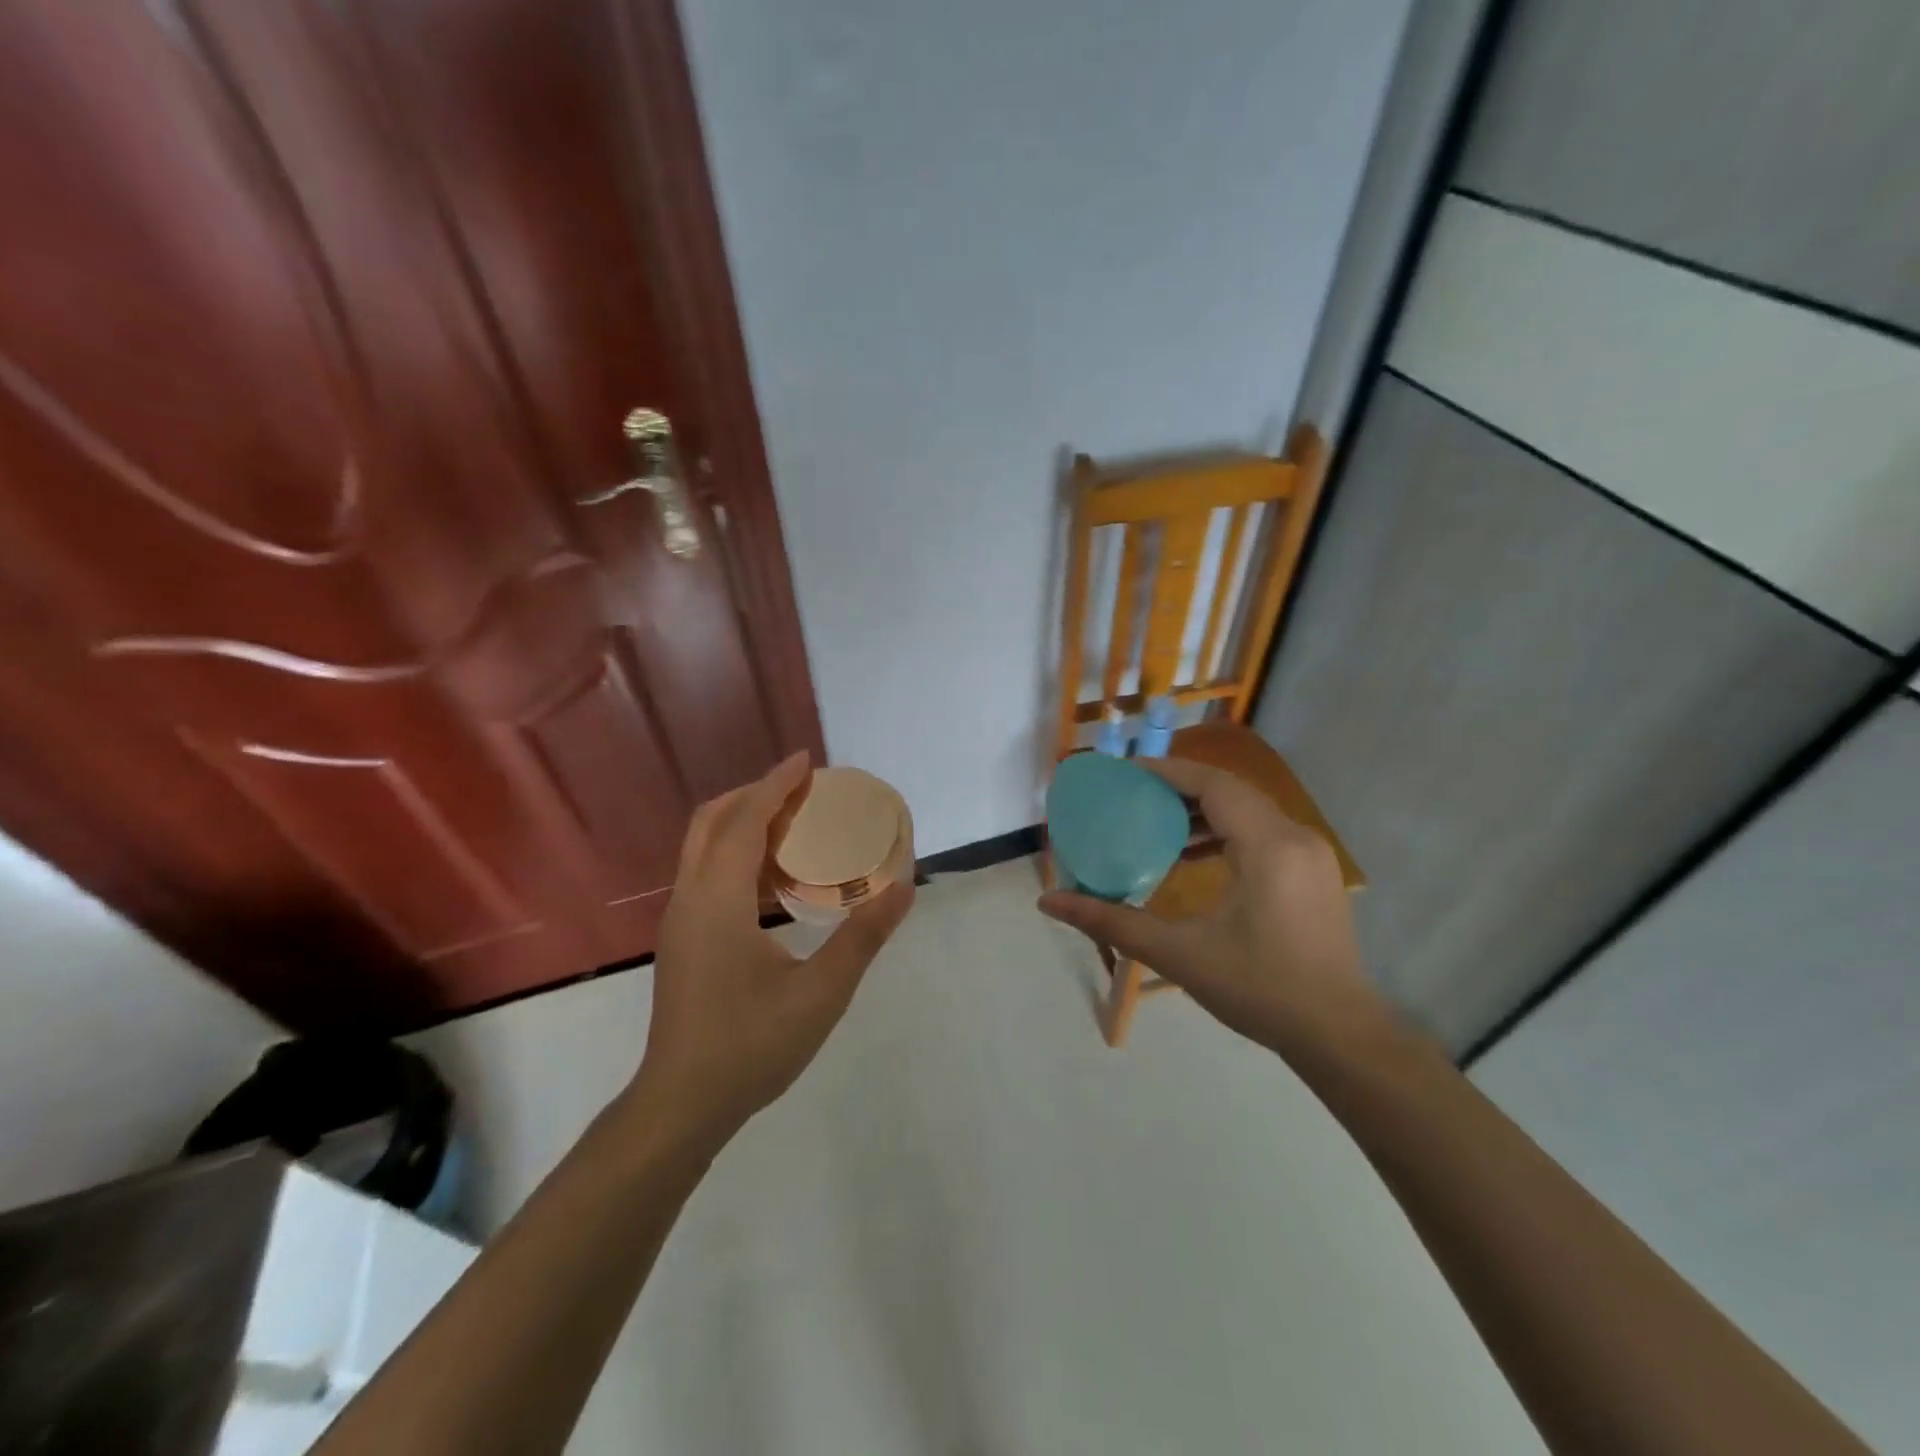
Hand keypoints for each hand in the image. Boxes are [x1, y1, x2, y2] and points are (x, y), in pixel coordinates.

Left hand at [634, 753, 913, 1144]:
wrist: (682, 1105)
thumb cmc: (750, 1046)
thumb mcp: (820, 993)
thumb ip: (863, 937)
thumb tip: (903, 888)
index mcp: (718, 900)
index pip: (745, 820)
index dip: (776, 784)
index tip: (809, 762)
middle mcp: (691, 897)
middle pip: (714, 820)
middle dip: (756, 794)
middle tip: (804, 792)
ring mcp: (681, 919)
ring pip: (704, 846)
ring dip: (745, 823)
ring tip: (796, 825)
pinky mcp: (683, 939)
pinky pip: (707, 872)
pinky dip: (738, 854)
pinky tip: (776, 881)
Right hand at [1038, 756, 1386, 1057]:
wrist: (1338, 1034)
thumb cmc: (1259, 989)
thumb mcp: (1179, 954)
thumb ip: (1112, 922)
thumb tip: (1048, 902)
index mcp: (1268, 846)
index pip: (1213, 785)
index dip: (1168, 772)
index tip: (1126, 773)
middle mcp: (1295, 837)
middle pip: (1231, 792)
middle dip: (1180, 789)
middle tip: (1134, 796)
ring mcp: (1311, 855)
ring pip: (1249, 811)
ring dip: (1204, 811)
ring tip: (1157, 824)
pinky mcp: (1314, 873)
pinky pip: (1264, 832)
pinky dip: (1226, 832)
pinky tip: (1195, 855)